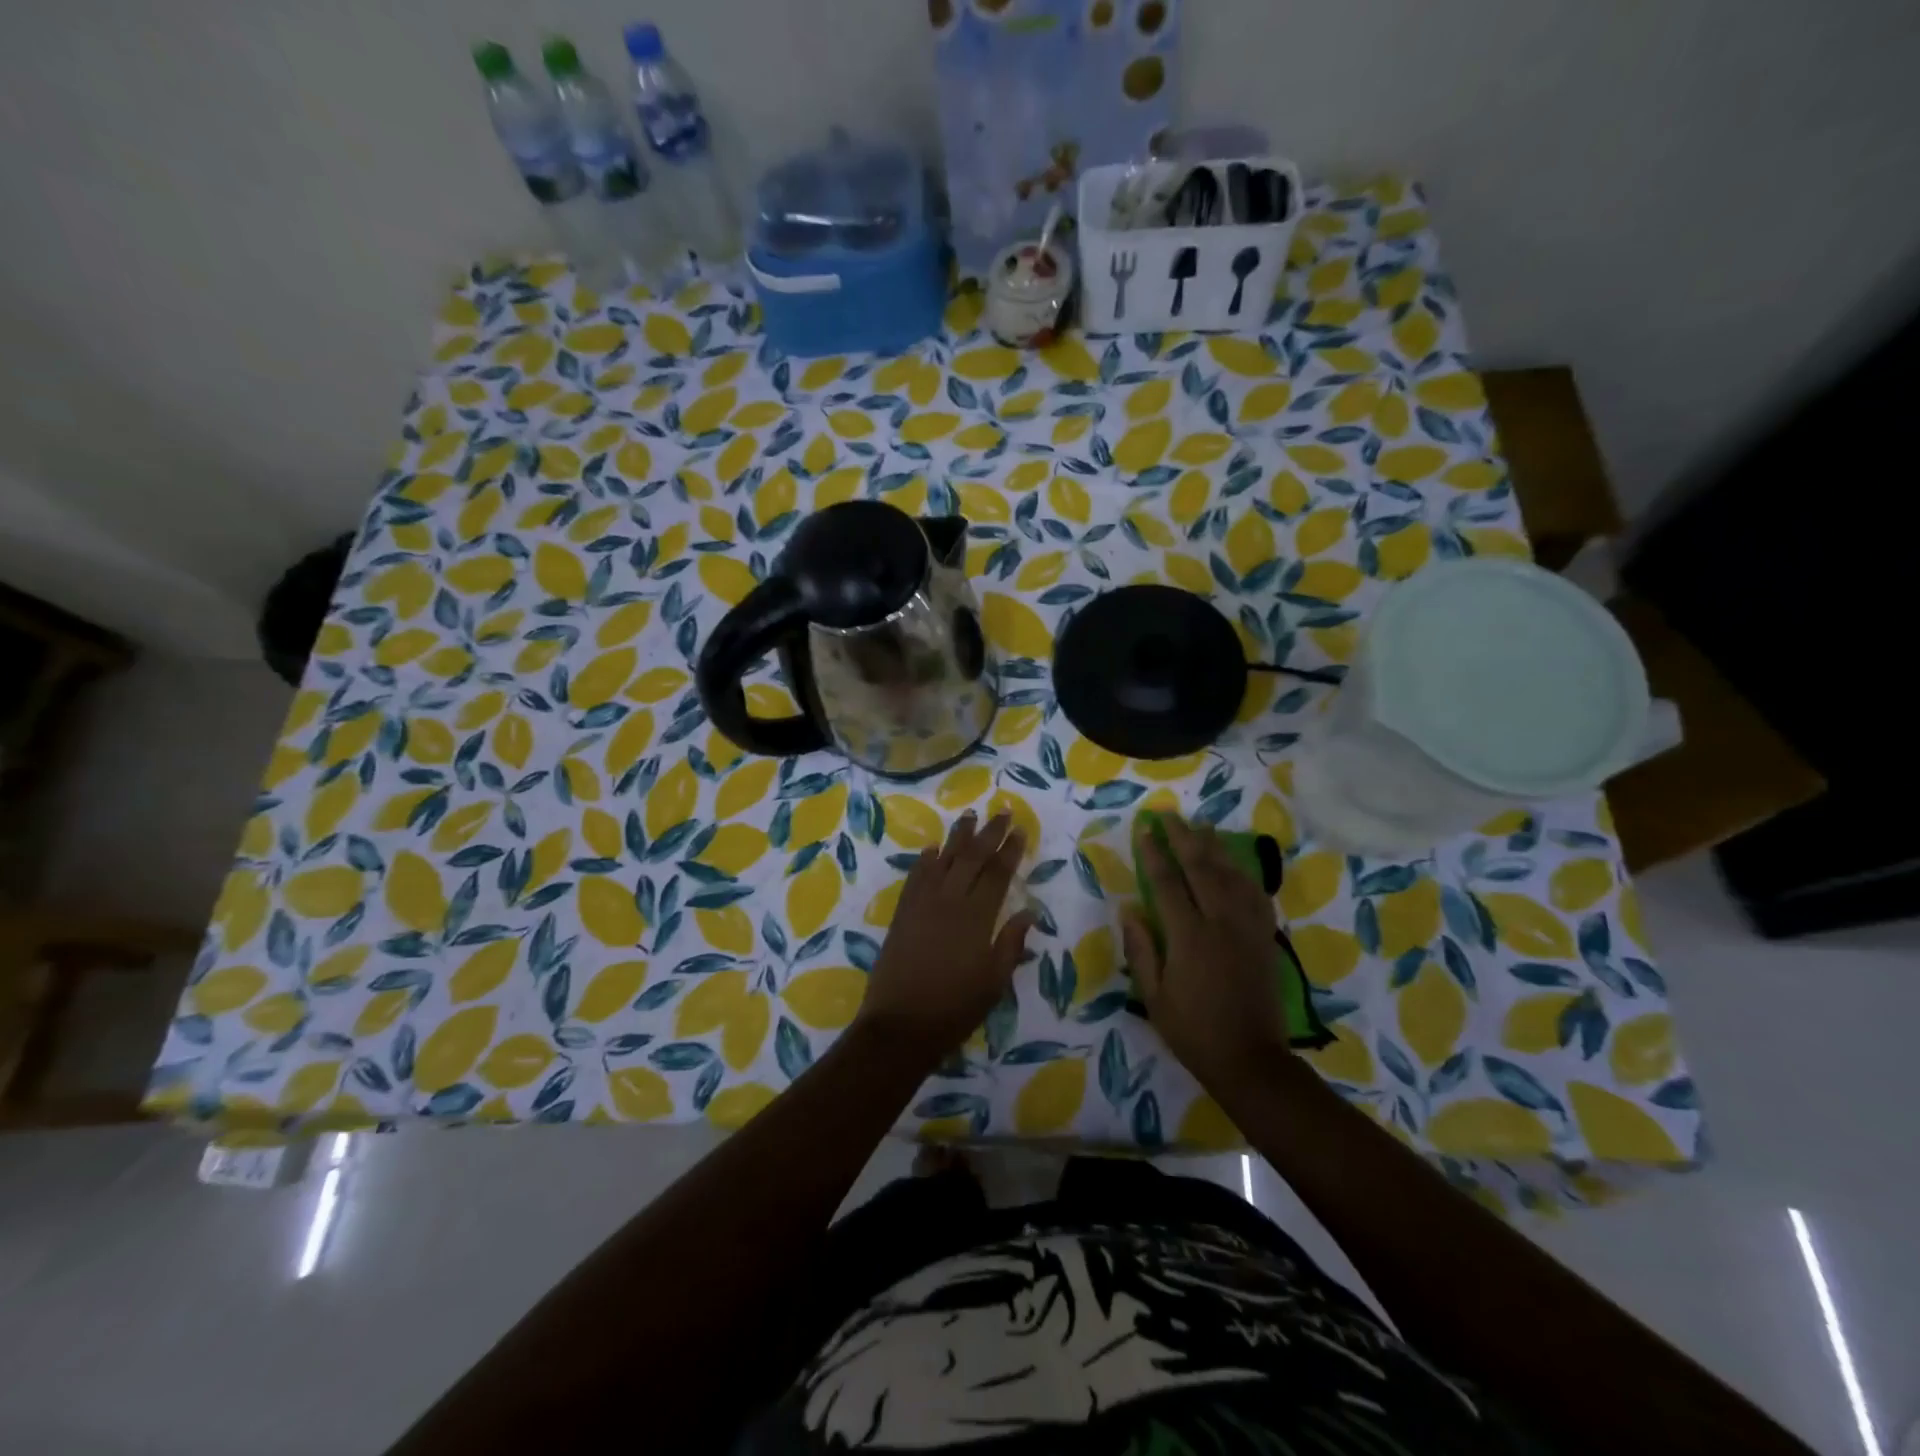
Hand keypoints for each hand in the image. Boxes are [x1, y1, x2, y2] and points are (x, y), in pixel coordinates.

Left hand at [857, 811, 1034, 1061]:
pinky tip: (933, 848)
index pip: (997, 874)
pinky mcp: (902, 913)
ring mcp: (922, 904)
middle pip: (972, 858)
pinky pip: (916, 877)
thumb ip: (1011, 944)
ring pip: (943, 860)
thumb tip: (1029, 913)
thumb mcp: (994, 982)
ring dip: (958, 836)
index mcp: (976, 918)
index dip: (1010, 850)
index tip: (1020, 830)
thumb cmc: (955, 1008)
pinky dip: (926, 860)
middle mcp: (949, 901)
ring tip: (969, 816)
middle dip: (989, 833)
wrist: (900, 1024)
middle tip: (1002, 812)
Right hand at [1120, 815, 1290, 1091]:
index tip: (1144, 828)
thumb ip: (1140, 949)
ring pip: (1232, 874)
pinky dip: (1243, 873)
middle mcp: (1221, 922)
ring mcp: (1248, 927)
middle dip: (1183, 837)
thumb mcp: (1153, 996)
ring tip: (1202, 825)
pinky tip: (1235, 864)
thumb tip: (1129, 908)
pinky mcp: (1264, 937)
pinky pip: (1256, 894)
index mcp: (1189, 936)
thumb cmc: (1193, 1031)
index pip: (1167, 882)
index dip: (1154, 852)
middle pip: (1202, 867)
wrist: (1251, 1059)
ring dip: (1215, 847)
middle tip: (1169, 814)